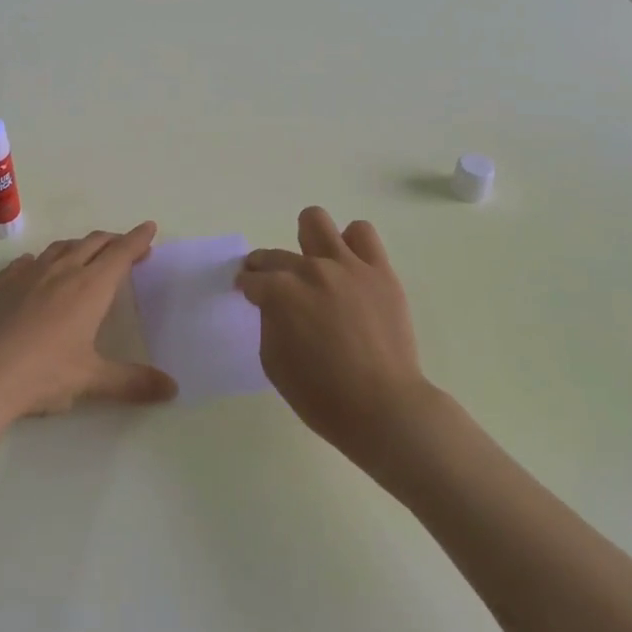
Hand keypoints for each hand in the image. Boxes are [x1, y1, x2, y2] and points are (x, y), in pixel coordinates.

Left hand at [0, 223, 177, 424]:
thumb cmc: (44, 374)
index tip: (149, 228)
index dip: (137, 239)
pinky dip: (42, 260)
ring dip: (80, 246)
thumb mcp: (93, 380)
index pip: (120, 253)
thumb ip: (133, 382)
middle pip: (94, 243)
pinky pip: (28, 261)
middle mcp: (63, 270)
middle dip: (113, 241)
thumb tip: (172, 389)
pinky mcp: (4, 282)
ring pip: (61, 247)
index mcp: (90, 287)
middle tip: (126, 248)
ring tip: (87, 255)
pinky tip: (38, 270)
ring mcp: (30, 273)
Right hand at [237, 207, 432, 462]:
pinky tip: (349, 267)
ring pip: (316, 222)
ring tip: (315, 263)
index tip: (249, 294)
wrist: (384, 409)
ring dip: (308, 241)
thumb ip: (269, 322)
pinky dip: (351, 244)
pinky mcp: (379, 270)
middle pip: (275, 254)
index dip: (247, 288)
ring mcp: (347, 266)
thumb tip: (275, 305)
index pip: (252, 279)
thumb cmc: (322, 396)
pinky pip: (362, 234)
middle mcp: (310, 270)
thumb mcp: (273, 363)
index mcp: (280, 293)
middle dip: (266, 268)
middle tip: (273, 286)